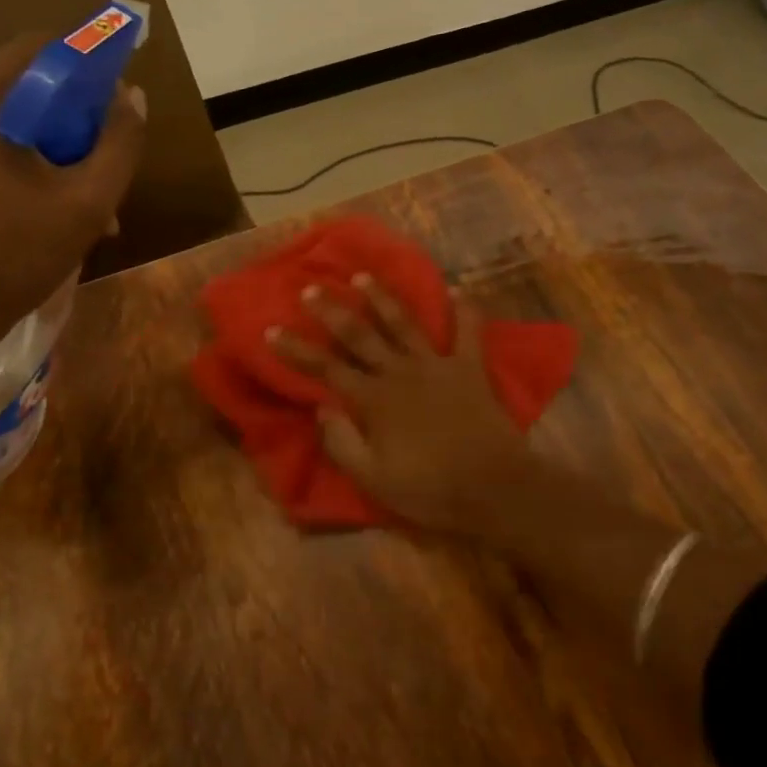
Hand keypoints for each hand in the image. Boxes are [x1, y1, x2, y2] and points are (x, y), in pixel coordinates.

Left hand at [0, 37, 145, 360]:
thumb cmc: (6, 259)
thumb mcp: (83, 204)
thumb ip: (119, 145)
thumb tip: (134, 97)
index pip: (45, 48)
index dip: (94, 72)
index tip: (122, 114)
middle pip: (31, 84)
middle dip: (79, 123)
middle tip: (110, 171)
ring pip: (17, 118)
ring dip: (61, 152)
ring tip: (95, 207)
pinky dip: (32, 165)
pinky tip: (60, 212)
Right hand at [270, 276, 533, 532]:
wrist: (494, 488)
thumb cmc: (430, 489)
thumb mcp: (373, 479)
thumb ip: (342, 442)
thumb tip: (321, 407)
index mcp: (374, 400)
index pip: (326, 369)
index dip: (296, 350)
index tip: (272, 330)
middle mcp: (400, 372)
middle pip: (360, 335)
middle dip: (332, 311)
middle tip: (312, 289)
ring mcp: (437, 365)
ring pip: (404, 323)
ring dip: (382, 298)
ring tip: (363, 277)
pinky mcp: (470, 368)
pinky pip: (469, 332)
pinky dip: (464, 310)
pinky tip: (458, 289)